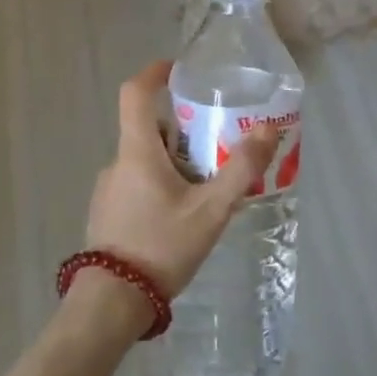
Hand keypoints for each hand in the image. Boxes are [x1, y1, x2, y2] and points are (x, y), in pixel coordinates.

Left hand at [85, 60, 278, 301]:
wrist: (111, 305)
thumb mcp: (211, 210)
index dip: (155, 73)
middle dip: (184, 131)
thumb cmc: (160, 247)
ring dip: (175, 164)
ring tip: (208, 189)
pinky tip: (183, 218)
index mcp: (137, 152)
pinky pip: (138, 186)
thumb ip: (241, 170)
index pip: (134, 93)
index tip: (179, 70)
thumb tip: (268, 130)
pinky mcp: (108, 215)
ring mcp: (109, 191)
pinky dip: (161, 186)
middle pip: (150, 129)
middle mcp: (117, 164)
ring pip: (146, 161)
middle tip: (218, 146)